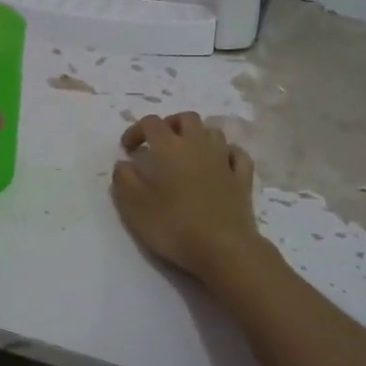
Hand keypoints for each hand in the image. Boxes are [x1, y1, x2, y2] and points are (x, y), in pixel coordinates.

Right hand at [111, 112, 264, 280]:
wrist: (222, 247)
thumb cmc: (172, 225)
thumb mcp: (133, 205)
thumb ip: (123, 179)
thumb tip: (124, 163)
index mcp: (169, 147)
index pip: (150, 123)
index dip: (136, 130)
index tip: (128, 150)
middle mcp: (198, 144)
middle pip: (186, 118)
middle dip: (170, 125)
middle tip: (158, 145)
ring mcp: (224, 159)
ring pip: (212, 132)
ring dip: (198, 137)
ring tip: (187, 154)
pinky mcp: (242, 178)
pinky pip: (236, 153)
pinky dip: (226, 153)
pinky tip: (220, 163)